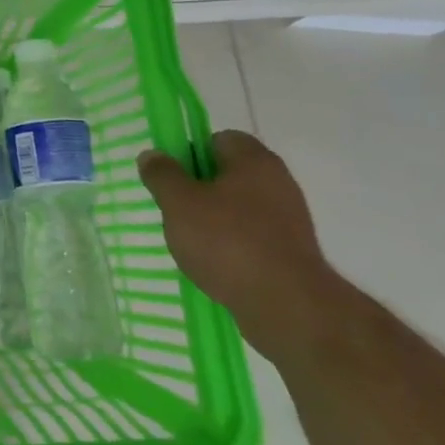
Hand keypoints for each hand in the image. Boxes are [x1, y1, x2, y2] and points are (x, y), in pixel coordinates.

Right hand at [137, 130, 345, 360]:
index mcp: (254, 160)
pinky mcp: (292, 252)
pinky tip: (215, 265)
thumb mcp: (179, 203)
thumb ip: (162, 175)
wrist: (287, 306)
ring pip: (240, 207)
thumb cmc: (228, 242)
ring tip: (192, 242)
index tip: (172, 178)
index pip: (219, 138)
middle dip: (199, 188)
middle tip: (176, 209)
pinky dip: (233, 245)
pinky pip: (253, 236)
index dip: (191, 152)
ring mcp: (289, 219)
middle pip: (229, 173)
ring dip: (215, 219)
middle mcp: (278, 182)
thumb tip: (152, 155)